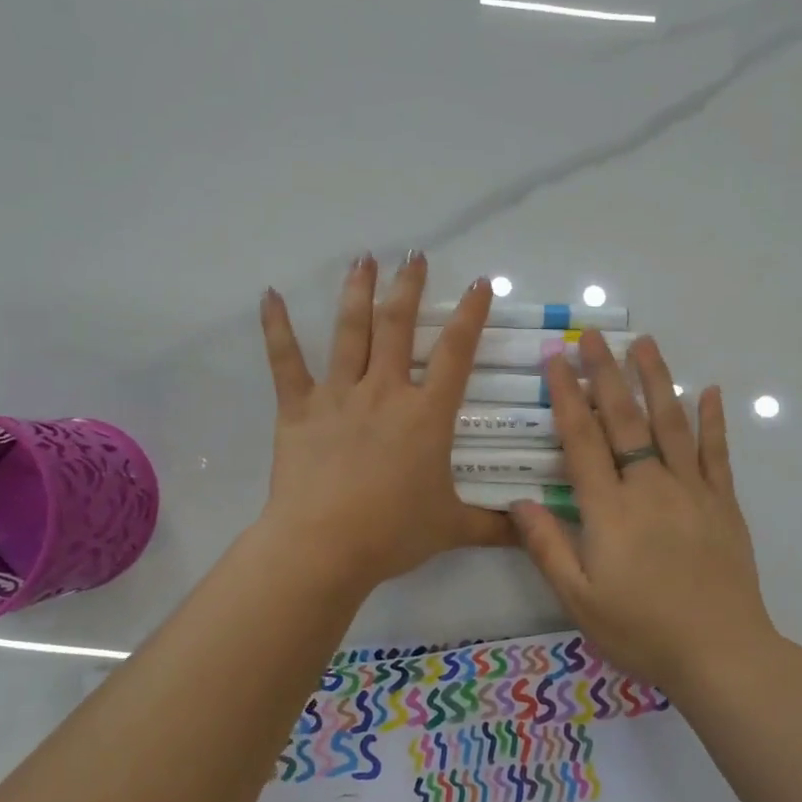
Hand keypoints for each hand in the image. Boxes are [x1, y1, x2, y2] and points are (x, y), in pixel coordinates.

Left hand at [257, 253, 513, 595]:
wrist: (324, 546)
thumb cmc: (392, 532)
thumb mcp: (451, 528)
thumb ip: (494, 526)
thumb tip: (533, 532)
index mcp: (426, 414)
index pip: (455, 352)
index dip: (470, 314)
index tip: (479, 283)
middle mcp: (385, 391)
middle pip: (398, 326)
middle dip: (408, 286)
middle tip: (413, 255)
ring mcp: (339, 395)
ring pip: (349, 332)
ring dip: (357, 292)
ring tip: (363, 259)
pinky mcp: (298, 408)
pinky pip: (286, 361)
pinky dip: (276, 327)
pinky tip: (269, 295)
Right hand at [509, 332, 777, 691]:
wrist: (721, 653)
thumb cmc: (642, 630)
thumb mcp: (579, 599)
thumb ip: (547, 547)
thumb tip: (516, 501)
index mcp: (610, 509)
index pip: (583, 440)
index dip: (567, 398)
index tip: (557, 361)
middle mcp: (650, 487)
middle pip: (625, 420)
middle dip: (605, 374)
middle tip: (593, 335)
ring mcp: (692, 490)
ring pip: (671, 423)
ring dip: (655, 380)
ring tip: (644, 343)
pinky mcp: (723, 503)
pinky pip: (717, 453)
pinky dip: (713, 420)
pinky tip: (710, 391)